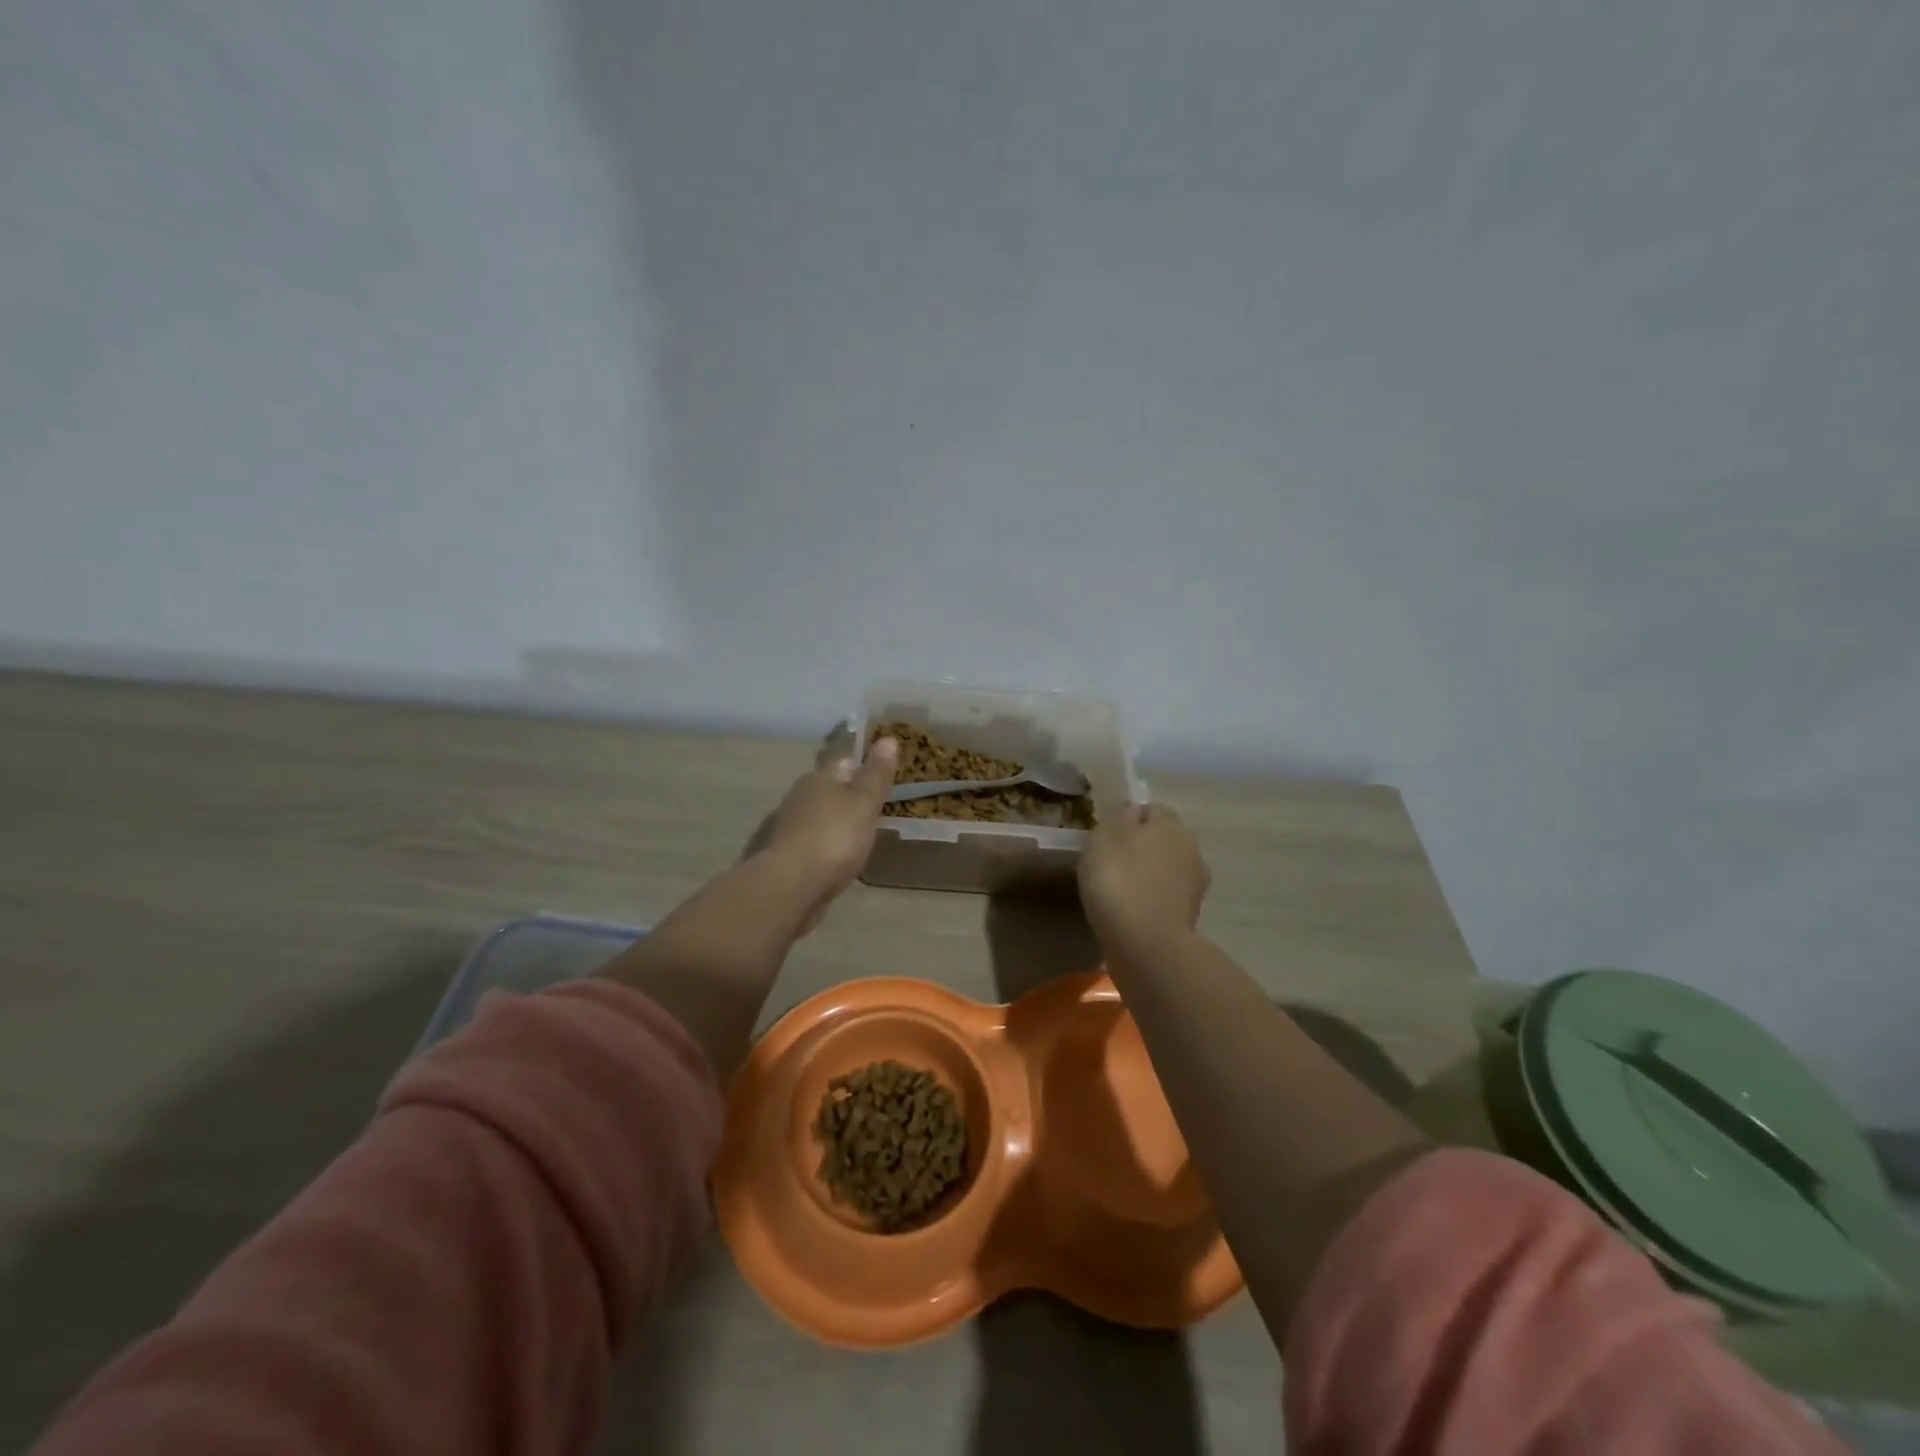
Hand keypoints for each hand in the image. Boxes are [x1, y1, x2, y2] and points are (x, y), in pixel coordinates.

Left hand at [761, 734, 899, 928]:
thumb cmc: (834, 837)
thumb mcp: (864, 803)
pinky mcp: (787, 856)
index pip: (843, 762)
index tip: (881, 775)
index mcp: (818, 778)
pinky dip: (825, 847)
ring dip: (835, 823)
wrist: (791, 886)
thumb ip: (876, 774)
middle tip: (874, 808)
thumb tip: (888, 738)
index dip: (862, 765)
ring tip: (860, 837)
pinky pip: (813, 843)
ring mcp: (790, 827)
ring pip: (819, 817)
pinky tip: (839, 859)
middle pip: (829, 789)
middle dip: (848, 796)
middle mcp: (799, 796)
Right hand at [1078, 803, 1210, 943]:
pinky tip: (1134, 911)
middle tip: (1115, 862)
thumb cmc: (1118, 880)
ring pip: (1168, 869)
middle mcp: (1191, 848)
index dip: (1130, 820)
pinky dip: (1154, 900)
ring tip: (1124, 890)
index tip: (1109, 836)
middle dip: (1145, 847)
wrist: (1145, 942)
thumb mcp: (1104, 837)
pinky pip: (1167, 896)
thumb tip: (1132, 810)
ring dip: (1151, 874)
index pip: (1152, 810)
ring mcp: (1196, 884)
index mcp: (1170, 824)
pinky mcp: (1191, 915)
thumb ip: (1119, 818)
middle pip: (1164, 839)